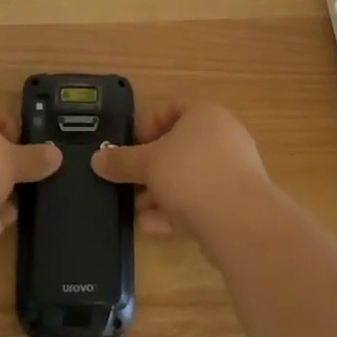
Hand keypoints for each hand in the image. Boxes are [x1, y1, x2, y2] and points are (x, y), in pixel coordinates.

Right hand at [90, 100, 270, 237]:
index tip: (128, 149)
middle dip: (151, 167)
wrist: (240, 222)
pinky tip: (153, 227)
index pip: (170, 109)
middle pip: (178, 146)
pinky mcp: (236, 202)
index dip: (146, 126)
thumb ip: (121, 161)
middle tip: (130, 183)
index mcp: (205, 114)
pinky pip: (200, 200)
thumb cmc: (191, 174)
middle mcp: (223, 136)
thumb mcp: (148, 164)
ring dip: (160, 192)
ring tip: (137, 210)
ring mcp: (233, 170)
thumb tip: (97, 159)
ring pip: (188, 176)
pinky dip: (176, 210)